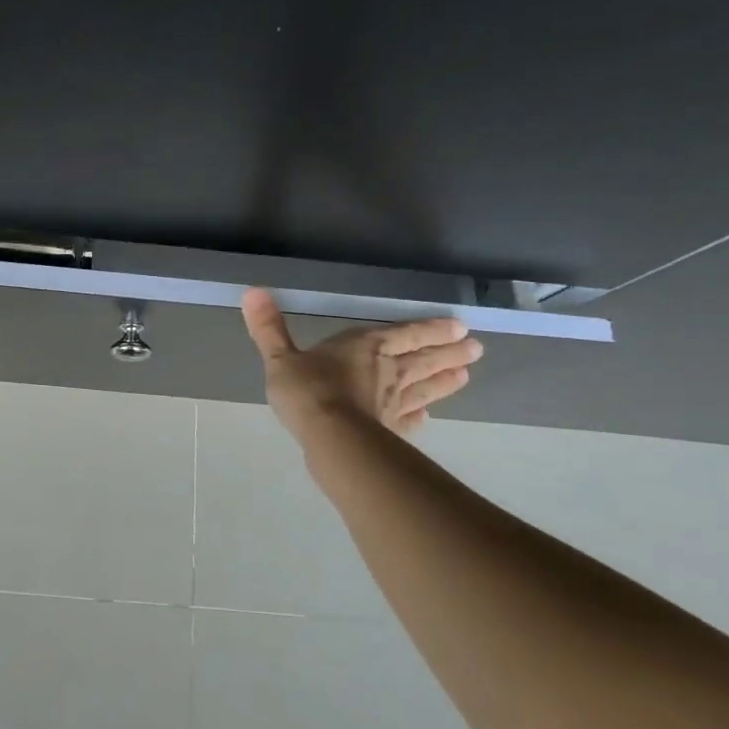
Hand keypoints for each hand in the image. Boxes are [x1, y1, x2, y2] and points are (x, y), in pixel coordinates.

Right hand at [241, 288, 480, 438]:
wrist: (330, 438)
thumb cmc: (307, 390)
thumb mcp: (280, 357)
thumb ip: (268, 328)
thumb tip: (252, 291)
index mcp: (365, 347)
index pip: (405, 334)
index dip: (430, 329)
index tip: (459, 326)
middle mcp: (387, 371)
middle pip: (423, 359)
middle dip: (448, 352)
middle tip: (476, 349)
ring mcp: (392, 403)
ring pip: (424, 388)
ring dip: (444, 381)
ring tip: (466, 375)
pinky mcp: (389, 430)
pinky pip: (408, 420)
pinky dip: (419, 417)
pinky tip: (427, 419)